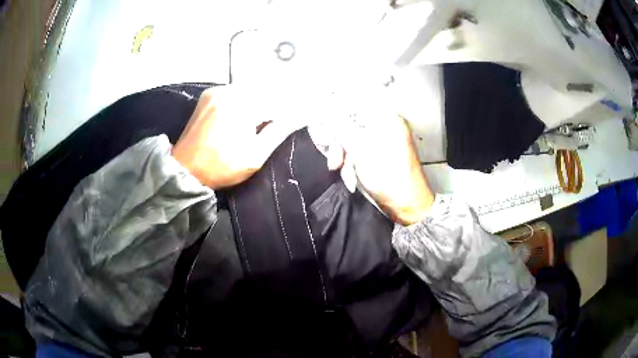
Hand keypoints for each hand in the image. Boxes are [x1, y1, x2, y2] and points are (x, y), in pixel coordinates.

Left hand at [172, 86, 301, 188]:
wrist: (185, 170)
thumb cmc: (221, 167)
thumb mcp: (254, 156)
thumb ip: (277, 133)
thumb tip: (298, 117)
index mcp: (240, 105)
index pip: (274, 100)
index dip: (287, 109)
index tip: (297, 116)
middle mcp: (228, 91)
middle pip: (261, 91)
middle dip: (273, 103)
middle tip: (279, 119)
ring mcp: (215, 92)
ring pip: (247, 90)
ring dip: (259, 100)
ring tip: (263, 118)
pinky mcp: (207, 96)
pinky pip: (233, 92)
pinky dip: (244, 99)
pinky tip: (245, 113)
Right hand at [325, 104, 433, 225]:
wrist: (408, 206)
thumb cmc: (390, 178)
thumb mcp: (361, 152)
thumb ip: (342, 129)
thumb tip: (325, 111)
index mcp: (388, 119)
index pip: (355, 105)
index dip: (336, 113)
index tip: (323, 125)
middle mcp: (386, 126)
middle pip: (352, 124)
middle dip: (340, 144)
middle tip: (335, 161)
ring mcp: (383, 141)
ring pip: (353, 140)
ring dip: (345, 157)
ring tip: (346, 173)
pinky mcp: (379, 154)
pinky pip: (359, 151)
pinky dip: (352, 163)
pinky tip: (352, 176)